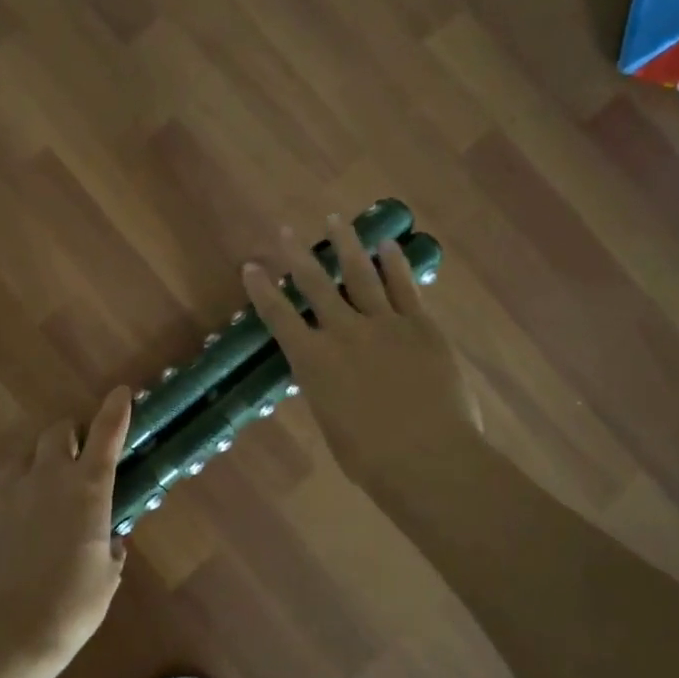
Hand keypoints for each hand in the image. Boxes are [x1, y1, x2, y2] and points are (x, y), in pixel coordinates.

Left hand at [0, 386, 133, 664]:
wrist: (6, 630)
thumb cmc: (70, 606)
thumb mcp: (106, 577)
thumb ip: (111, 548)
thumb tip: (109, 540)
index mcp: (88, 488)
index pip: (106, 435)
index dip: (115, 411)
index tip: (121, 393)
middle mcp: (48, 474)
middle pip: (59, 431)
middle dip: (70, 437)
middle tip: (76, 460)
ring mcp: (9, 486)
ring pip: (27, 454)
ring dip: (39, 463)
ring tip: (40, 493)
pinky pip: (1, 478)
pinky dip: (13, 485)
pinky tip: (14, 513)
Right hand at [242, 216, 480, 496]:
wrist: (428, 457)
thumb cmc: (371, 458)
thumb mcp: (331, 421)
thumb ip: (325, 389)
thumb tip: (326, 374)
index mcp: (314, 361)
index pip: (279, 317)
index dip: (262, 290)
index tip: (250, 265)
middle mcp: (343, 333)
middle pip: (316, 284)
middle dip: (297, 255)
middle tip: (286, 231)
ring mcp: (384, 324)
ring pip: (361, 274)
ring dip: (346, 244)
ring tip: (336, 219)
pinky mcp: (420, 326)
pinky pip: (405, 287)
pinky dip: (395, 263)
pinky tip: (388, 245)